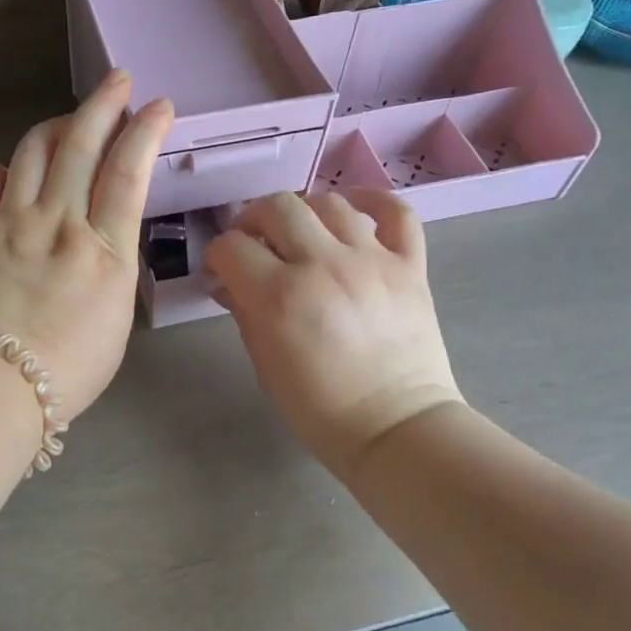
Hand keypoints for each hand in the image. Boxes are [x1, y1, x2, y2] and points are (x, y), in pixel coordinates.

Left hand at [0, 70, 173, 422]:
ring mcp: (10, 222)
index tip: (159, 105)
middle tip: (118, 80)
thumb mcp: (115, 321)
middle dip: (103, 105)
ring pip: (32, 152)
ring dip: (55, 127)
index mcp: (103, 250)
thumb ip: (112, 270)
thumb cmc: (65, 371)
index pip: (128, 173)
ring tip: (68, 123)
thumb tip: (101, 243)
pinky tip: (6, 174)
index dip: (145, 132)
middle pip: (81, 147)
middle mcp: (58, 223)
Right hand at [206, 189, 462, 481]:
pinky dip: (374, 201)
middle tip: (255, 242)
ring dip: (305, 211)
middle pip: (276, 207)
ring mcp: (372, 260)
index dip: (219, 255)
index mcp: (279, 296)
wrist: (397, 429)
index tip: (223, 269)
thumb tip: (228, 282)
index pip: (231, 246)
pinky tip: (354, 210)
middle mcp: (323, 265)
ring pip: (329, 202)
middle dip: (254, 220)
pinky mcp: (410, 265)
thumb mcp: (264, 364)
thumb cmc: (320, 408)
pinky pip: (396, 212)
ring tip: (302, 231)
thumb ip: (244, 312)